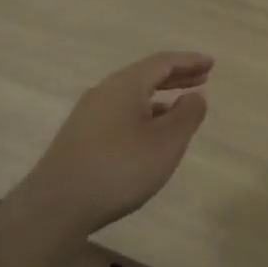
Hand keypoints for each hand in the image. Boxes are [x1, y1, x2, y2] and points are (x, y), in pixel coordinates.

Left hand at [19, 52, 213, 238]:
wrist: (56, 205)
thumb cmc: (119, 169)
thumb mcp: (166, 143)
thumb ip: (187, 115)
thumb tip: (195, 96)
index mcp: (125, 85)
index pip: (162, 62)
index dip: (189, 61)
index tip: (211, 63)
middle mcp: (104, 92)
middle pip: (145, 75)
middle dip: (176, 76)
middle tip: (202, 77)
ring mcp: (88, 114)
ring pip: (131, 95)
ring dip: (159, 96)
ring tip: (181, 106)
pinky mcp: (80, 137)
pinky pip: (120, 113)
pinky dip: (143, 113)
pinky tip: (150, 134)